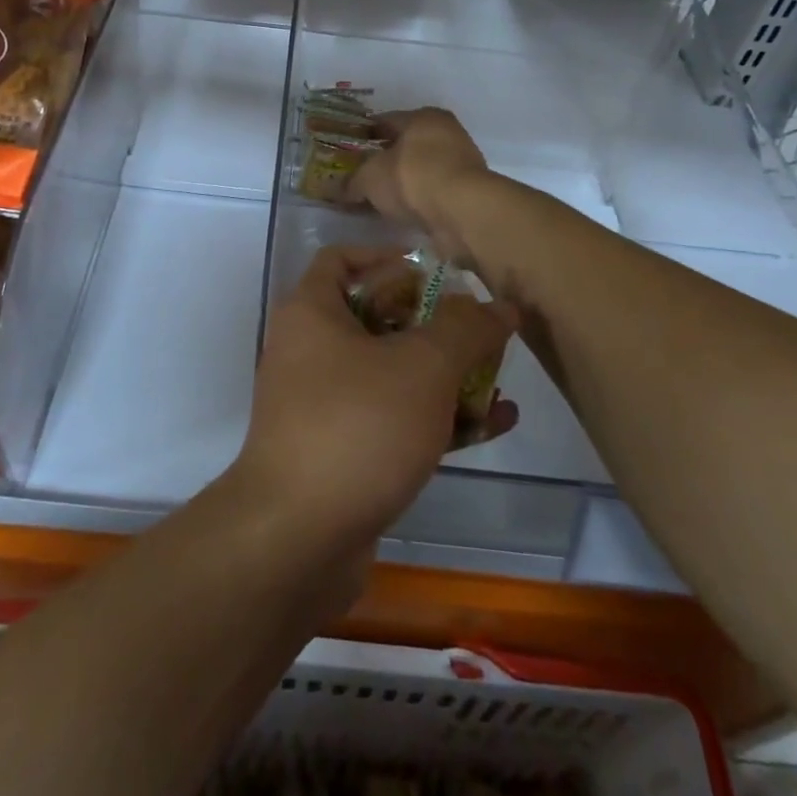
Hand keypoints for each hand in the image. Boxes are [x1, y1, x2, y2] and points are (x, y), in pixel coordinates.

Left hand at [233, 245, 517, 553]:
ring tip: (499, 379)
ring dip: (444, 375)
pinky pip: (393, 419)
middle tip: (480, 329)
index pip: (341, 260)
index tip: (436, 272)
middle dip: (433, 323)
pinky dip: (435, 417)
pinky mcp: (341, 451)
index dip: (387, 257)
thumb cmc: (357, 426)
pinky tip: (492, 426)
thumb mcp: (422, 367)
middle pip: (376, 317)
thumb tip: (498, 305)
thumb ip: (465, 329)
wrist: (297, 538)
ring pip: (390, 373)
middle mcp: (310, 351)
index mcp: (312, 313)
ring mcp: (323, 404)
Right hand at [349, 109, 492, 262]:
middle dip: (384, 160)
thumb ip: (352, 182)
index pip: (385, 121)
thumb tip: (338, 189)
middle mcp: (446, 132)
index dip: (363, 135)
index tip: (347, 151)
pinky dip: (419, 200)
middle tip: (361, 177)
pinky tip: (403, 213)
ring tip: (380, 200)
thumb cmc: (413, 178)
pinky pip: (434, 192)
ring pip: (422, 169)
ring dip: (404, 183)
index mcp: (423, 117)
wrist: (464, 212)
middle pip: (406, 145)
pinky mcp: (469, 191)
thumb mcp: (370, 178)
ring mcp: (462, 162)